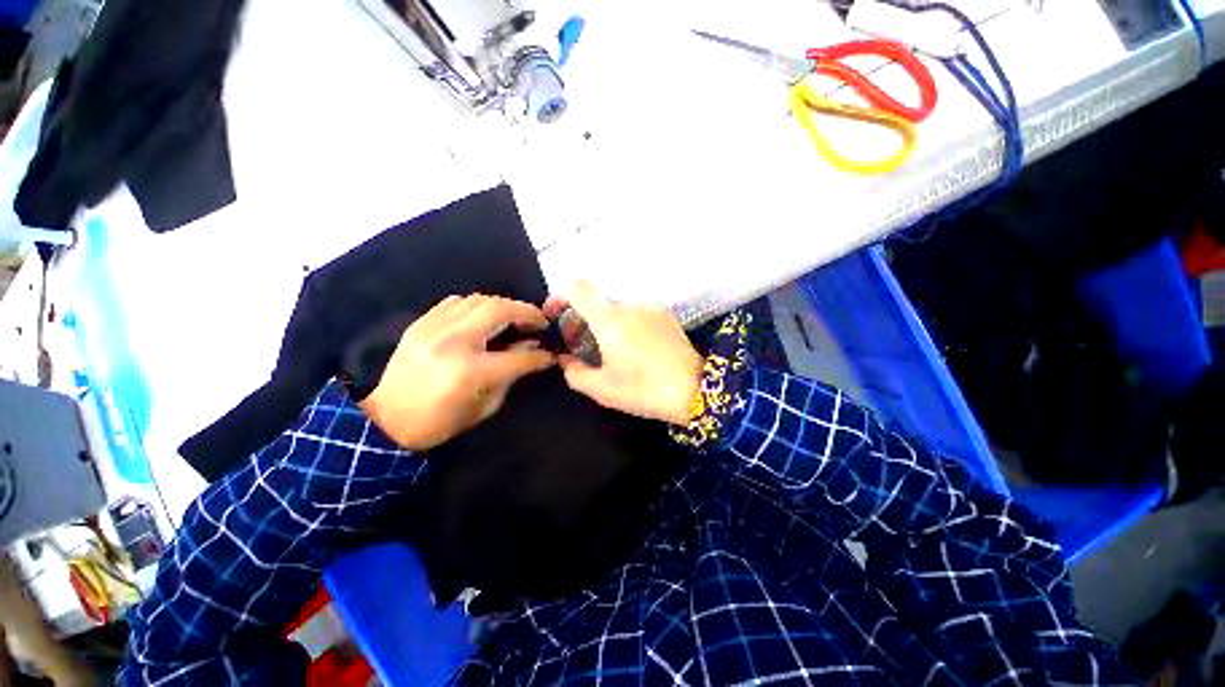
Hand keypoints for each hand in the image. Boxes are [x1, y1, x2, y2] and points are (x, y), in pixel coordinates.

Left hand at [359, 295, 554, 450]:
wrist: (386, 421)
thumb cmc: (440, 422)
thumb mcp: (485, 406)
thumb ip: (511, 374)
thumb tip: (530, 348)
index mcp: (471, 371)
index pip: (518, 356)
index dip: (540, 355)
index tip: (551, 353)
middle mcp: (453, 342)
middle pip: (499, 310)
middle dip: (527, 312)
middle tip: (539, 321)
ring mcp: (434, 328)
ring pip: (479, 300)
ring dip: (503, 306)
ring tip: (514, 318)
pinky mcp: (421, 324)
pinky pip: (456, 302)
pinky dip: (477, 306)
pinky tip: (483, 318)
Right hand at [544, 282, 701, 424]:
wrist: (696, 389)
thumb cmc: (644, 389)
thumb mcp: (603, 389)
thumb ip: (575, 372)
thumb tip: (565, 359)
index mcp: (609, 319)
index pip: (577, 287)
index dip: (560, 296)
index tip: (555, 316)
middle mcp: (629, 305)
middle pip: (596, 302)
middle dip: (582, 320)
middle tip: (581, 346)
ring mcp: (650, 308)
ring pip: (616, 309)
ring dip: (605, 324)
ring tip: (611, 351)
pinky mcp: (666, 315)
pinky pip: (636, 314)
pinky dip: (625, 325)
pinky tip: (635, 349)